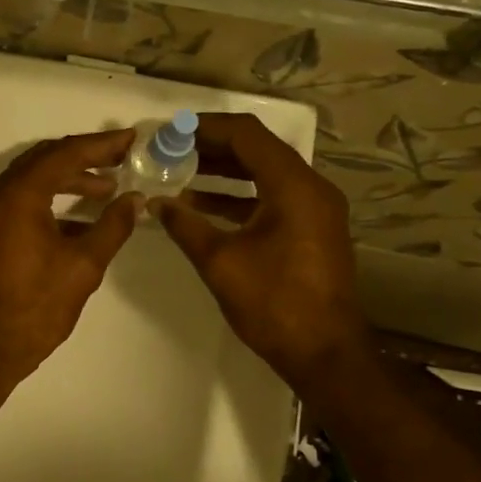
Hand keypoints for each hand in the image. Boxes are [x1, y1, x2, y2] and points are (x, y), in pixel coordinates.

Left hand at [0, 130, 139, 387]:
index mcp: (18, 194)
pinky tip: (79, 219)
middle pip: (45, 160)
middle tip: (121, 158)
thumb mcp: (83, 265)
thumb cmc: (35, 306)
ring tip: (106, 189)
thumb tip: (135, 199)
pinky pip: (20, 201)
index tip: (131, 140)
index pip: (65, 153)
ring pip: (31, 180)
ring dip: (68, 179)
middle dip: (84, 157)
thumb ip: (112, 226)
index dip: (101, 145)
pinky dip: (49, 200)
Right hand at [152, 112, 367, 387]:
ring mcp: (315, 209)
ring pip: (264, 174)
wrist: (324, 353)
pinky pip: (271, 197)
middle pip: (257, 150)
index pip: (246, 135)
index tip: (170, 132)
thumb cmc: (273, 303)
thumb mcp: (220, 262)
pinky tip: (202, 207)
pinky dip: (238, 196)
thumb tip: (155, 203)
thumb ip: (185, 226)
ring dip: (223, 172)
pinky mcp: (311, 229)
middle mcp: (310, 188)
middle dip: (211, 148)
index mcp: (293, 186)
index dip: (205, 128)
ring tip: (179, 174)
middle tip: (170, 151)